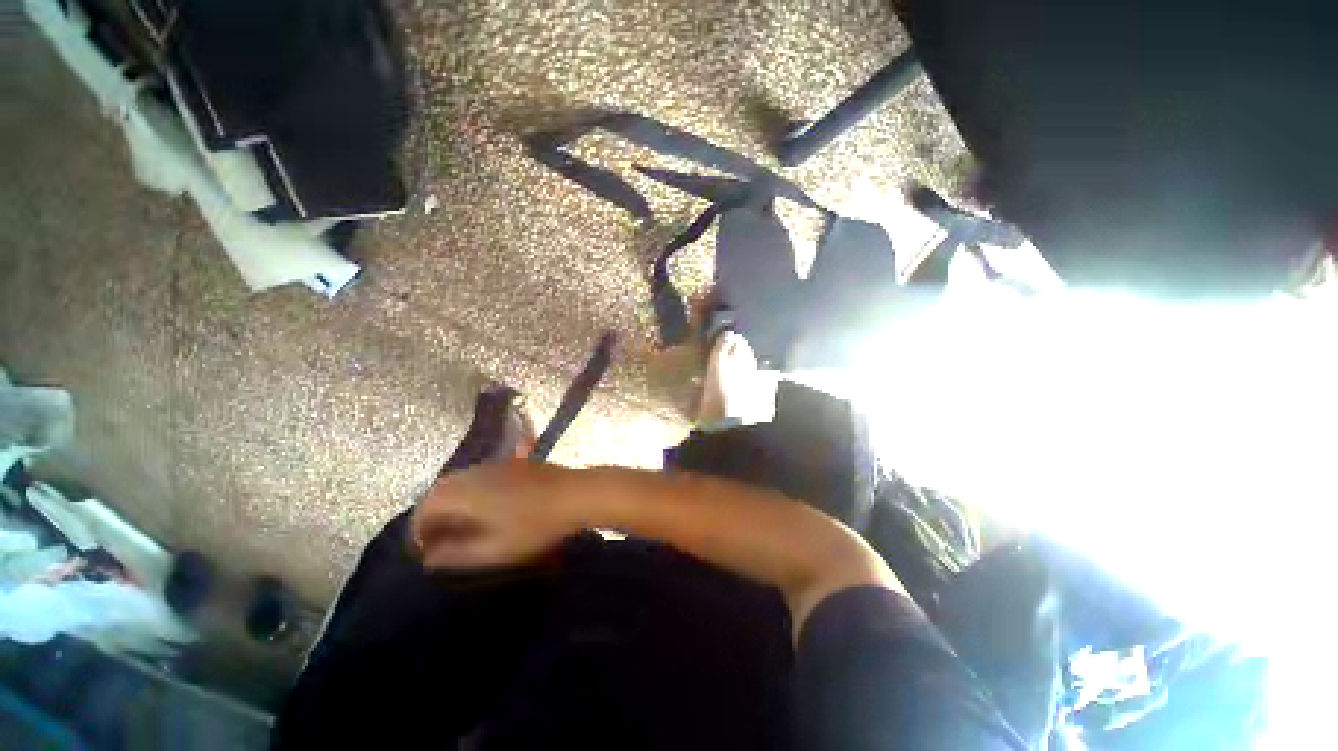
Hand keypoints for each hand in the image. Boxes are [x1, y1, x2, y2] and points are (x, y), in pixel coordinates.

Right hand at [410, 460, 577, 569]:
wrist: (575, 494)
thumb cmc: (534, 525)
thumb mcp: (493, 550)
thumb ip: (456, 555)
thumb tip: (430, 557)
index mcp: (464, 493)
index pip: (424, 509)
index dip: (418, 533)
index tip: (424, 554)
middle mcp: (474, 472)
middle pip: (439, 491)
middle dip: (433, 516)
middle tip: (439, 541)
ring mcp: (495, 463)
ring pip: (460, 481)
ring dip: (452, 503)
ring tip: (461, 527)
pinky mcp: (513, 461)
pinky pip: (480, 475)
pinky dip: (472, 491)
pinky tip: (486, 508)